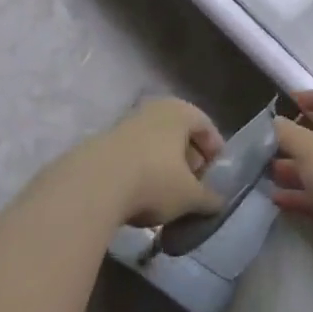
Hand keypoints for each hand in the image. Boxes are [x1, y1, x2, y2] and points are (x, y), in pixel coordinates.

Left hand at [97, 97, 225, 226]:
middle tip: (195, 185)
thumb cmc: (154, 181)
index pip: (206, 126)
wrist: (93, 184)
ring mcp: (127, 122)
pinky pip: (134, 153)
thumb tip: (219, 203)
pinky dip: (143, 169)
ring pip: (156, 142)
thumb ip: (209, 198)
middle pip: (180, 132)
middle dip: (190, 158)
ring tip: (168, 194)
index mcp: (180, 111)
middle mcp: (155, 109)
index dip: (215, 151)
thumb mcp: (189, 196)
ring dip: (165, 165)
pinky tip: (141, 193)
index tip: (217, 176)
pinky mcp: (105, 140)